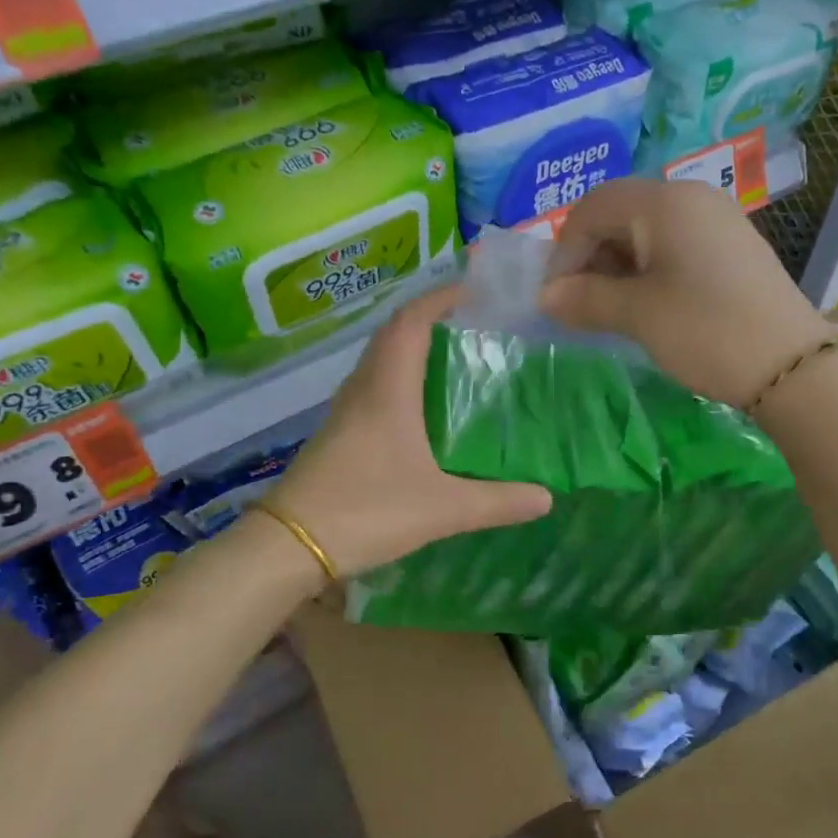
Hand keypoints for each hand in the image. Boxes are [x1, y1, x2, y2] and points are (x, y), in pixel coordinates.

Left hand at [266, 284, 551, 578]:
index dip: (441, 298)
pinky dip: (400, 380)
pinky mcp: (338, 434)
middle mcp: (363, 389)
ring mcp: (345, 411)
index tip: (475, 291)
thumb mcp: (443, 509)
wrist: (290, 546)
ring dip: (413, 350)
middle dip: (432, 320)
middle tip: (474, 328)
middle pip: (394, 335)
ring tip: (456, 361)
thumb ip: (497, 502)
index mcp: (387, 389)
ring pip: (381, 362)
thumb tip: (547, 497)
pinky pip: (373, 388)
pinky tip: (423, 411)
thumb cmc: (367, 511)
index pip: (411, 321)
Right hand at [541, 179, 837, 406]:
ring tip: (610, 311)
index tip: (555, 298)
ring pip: (647, 232)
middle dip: (590, 257)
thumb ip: (586, 299)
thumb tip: (546, 298)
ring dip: (617, 267)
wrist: (793, 367)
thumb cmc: (706, 331)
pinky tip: (647, 305)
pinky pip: (675, 246)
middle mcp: (692, 198)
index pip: (592, 208)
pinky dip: (648, 271)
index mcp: (664, 202)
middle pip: (620, 214)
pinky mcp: (732, 247)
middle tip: (579, 306)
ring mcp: (717, 220)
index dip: (564, 251)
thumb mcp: (638, 315)